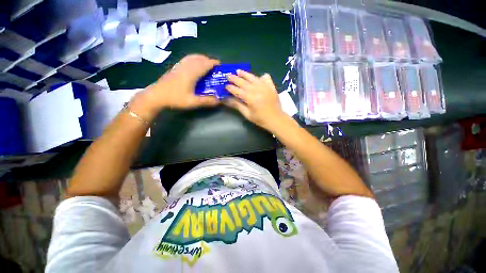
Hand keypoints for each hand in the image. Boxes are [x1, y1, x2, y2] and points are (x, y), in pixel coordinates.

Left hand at [130, 55, 219, 120]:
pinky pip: (187, 59)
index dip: (213, 63)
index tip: (220, 65)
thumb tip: (219, 100)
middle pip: (199, 59)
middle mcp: (186, 67)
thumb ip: (206, 101)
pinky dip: (194, 59)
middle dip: (208, 60)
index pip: (205, 64)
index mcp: (191, 73)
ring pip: (192, 57)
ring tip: (206, 63)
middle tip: (215, 67)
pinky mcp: (175, 67)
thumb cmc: (175, 98)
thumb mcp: (192, 102)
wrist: (156, 95)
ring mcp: (179, 66)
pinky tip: (194, 64)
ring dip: (201, 58)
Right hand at [225, 70, 285, 130]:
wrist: (276, 119)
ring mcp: (265, 87)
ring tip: (238, 71)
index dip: (231, 88)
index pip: (238, 91)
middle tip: (228, 75)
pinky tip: (258, 76)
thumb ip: (237, 105)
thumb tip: (226, 100)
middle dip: (235, 78)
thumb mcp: (247, 114)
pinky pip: (266, 78)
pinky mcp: (271, 87)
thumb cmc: (260, 119)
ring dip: (245, 74)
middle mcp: (257, 90)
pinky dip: (261, 77)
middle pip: (244, 82)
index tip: (225, 85)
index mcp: (250, 98)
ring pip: (253, 78)